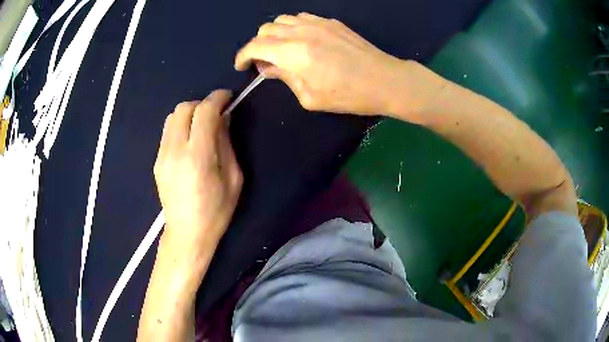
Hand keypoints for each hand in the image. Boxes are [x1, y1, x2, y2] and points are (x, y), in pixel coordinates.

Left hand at [154, 90, 242, 260]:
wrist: (187, 233)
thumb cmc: (216, 210)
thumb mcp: (233, 178)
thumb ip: (227, 143)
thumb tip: (224, 118)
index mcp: (198, 156)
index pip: (204, 112)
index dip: (217, 98)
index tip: (227, 97)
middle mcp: (175, 150)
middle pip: (183, 108)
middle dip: (201, 104)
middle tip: (215, 115)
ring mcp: (162, 155)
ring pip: (172, 117)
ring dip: (189, 114)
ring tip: (201, 128)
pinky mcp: (156, 161)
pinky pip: (167, 132)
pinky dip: (180, 127)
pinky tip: (189, 143)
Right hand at [234, 13, 411, 115]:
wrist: (384, 80)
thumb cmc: (348, 95)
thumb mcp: (310, 97)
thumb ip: (285, 77)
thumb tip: (269, 67)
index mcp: (293, 52)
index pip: (255, 46)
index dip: (243, 55)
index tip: (241, 66)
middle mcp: (301, 31)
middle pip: (265, 29)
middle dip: (257, 45)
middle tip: (265, 63)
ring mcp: (317, 23)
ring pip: (282, 20)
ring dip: (274, 34)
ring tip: (281, 50)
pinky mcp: (331, 22)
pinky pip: (301, 17)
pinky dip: (292, 26)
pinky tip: (300, 40)